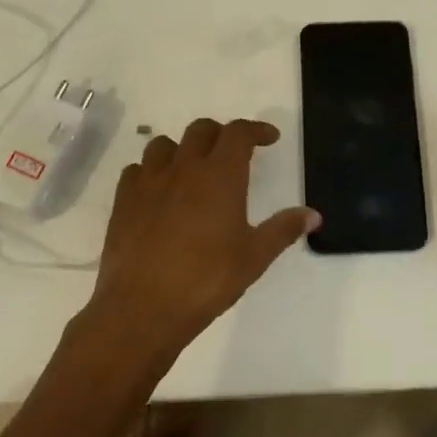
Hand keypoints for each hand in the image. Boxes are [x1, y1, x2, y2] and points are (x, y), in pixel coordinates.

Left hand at [85, 118, 317, 361]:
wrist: (142, 307)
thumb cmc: (206, 280)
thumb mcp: (254, 257)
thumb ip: (283, 230)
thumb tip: (313, 215)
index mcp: (220, 175)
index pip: (238, 133)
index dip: (256, 129)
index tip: (269, 138)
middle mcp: (184, 167)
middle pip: (201, 130)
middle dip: (221, 134)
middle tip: (233, 153)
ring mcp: (149, 181)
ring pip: (163, 144)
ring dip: (182, 149)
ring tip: (192, 169)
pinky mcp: (123, 200)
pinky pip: (137, 170)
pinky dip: (151, 171)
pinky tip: (158, 192)